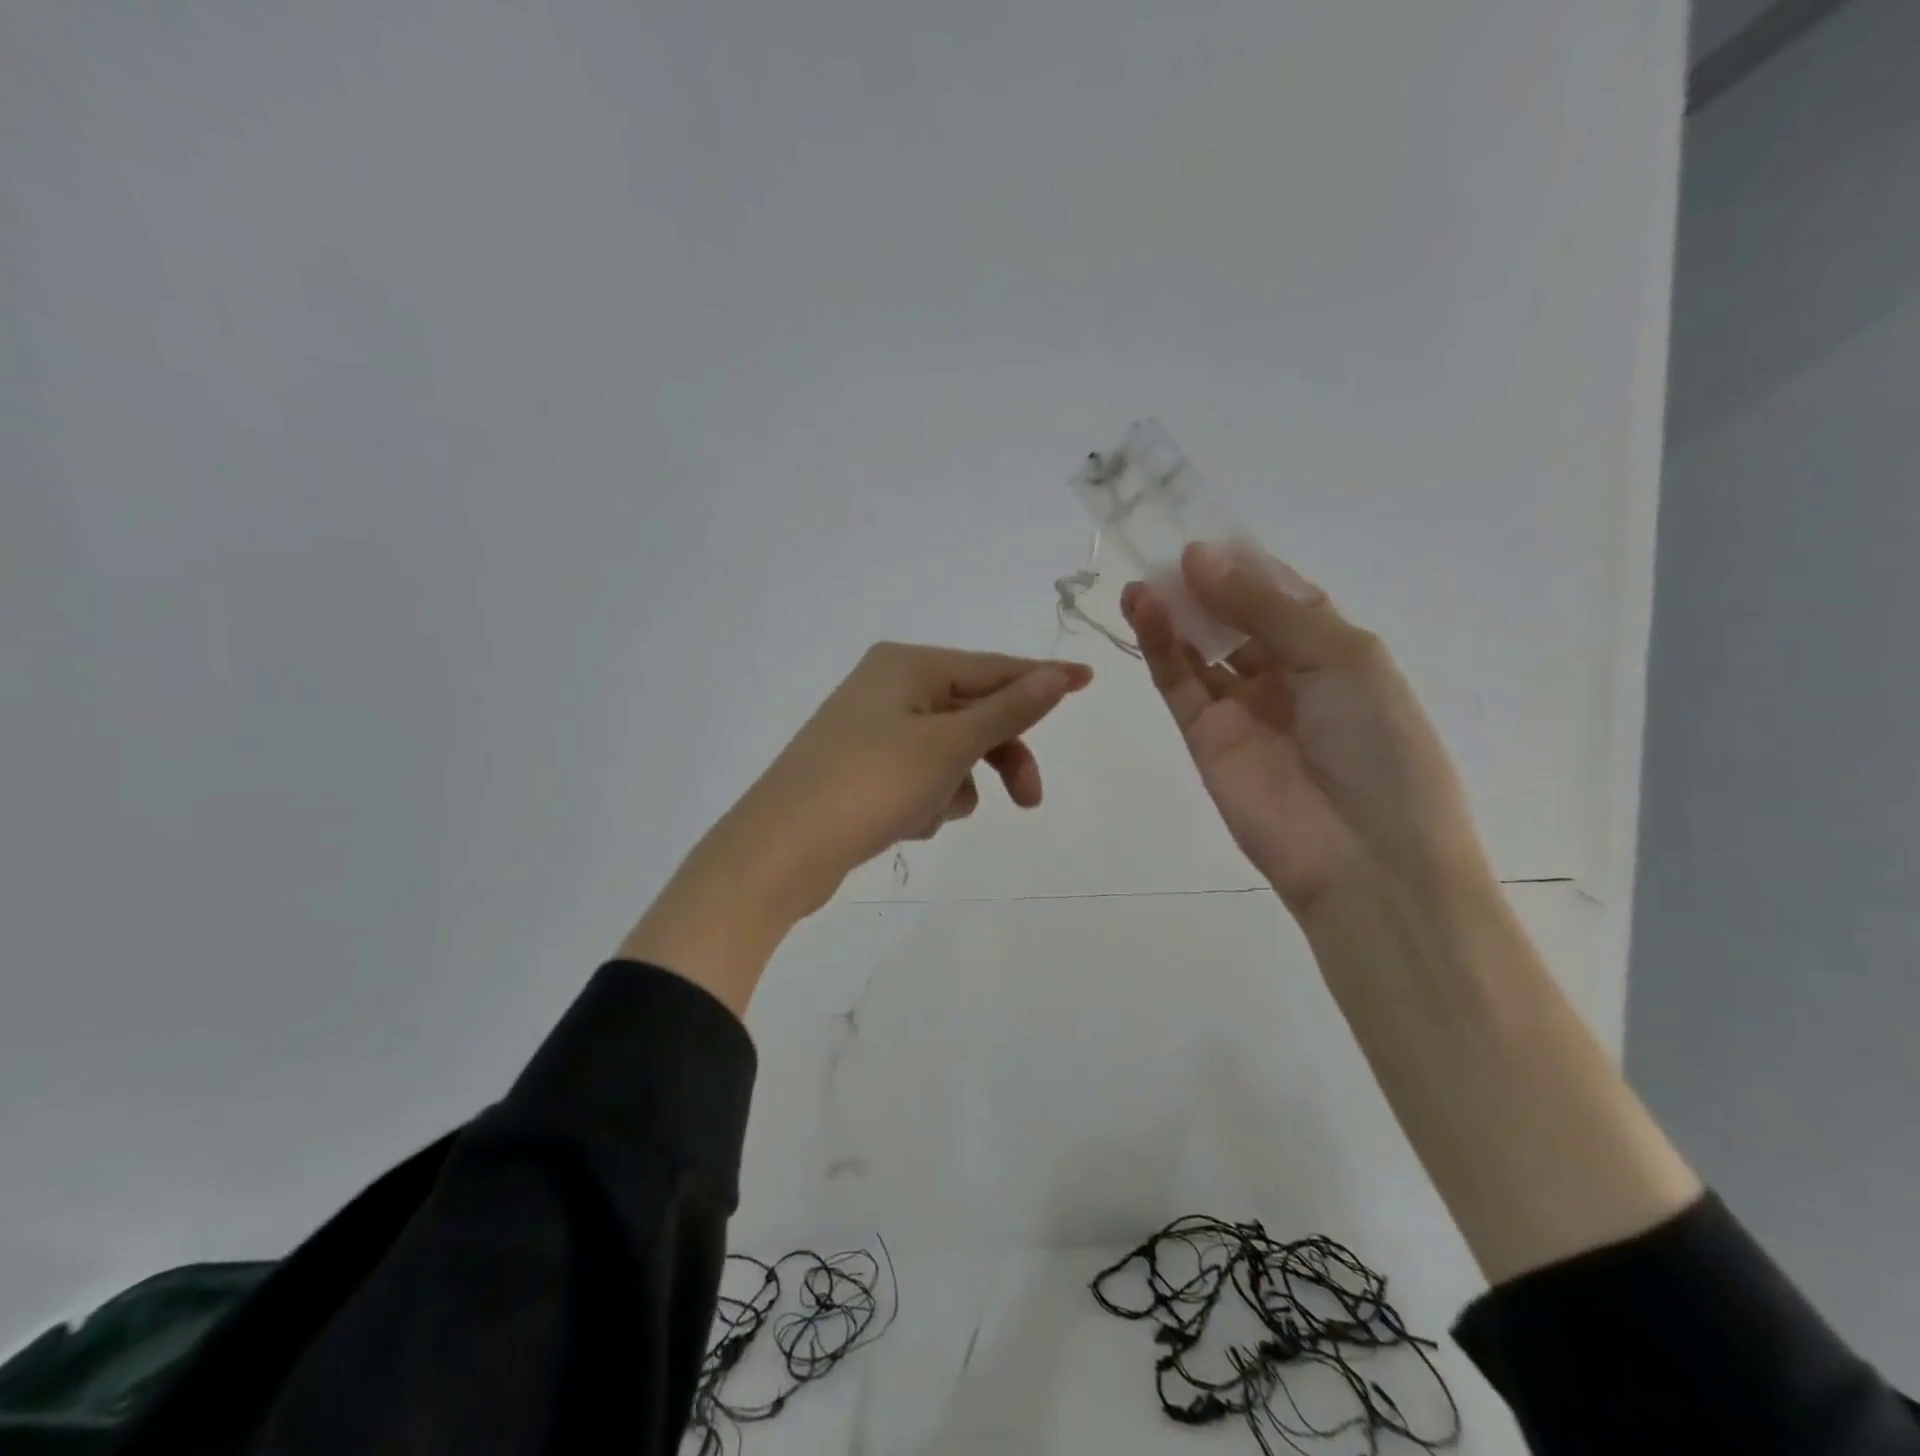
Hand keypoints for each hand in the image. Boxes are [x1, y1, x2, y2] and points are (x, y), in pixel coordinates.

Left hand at [719, 642, 1092, 918]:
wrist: (780, 852)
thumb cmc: (871, 785)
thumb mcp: (949, 745)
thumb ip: (1009, 709)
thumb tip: (1057, 673)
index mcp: (907, 666)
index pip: (993, 668)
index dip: (1042, 679)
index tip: (1088, 681)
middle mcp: (887, 687)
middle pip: (971, 714)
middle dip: (999, 757)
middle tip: (1029, 801)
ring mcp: (870, 729)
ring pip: (948, 752)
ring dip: (954, 785)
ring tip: (928, 812)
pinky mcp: (860, 769)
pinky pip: (918, 776)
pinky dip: (924, 799)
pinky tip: (903, 823)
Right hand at [1122, 541, 1490, 918]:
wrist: (1364, 856)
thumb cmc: (1379, 746)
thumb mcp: (1341, 658)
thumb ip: (1266, 607)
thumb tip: (1199, 557)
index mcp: (1333, 651)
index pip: (1281, 594)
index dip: (1246, 564)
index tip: (1207, 533)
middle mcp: (1285, 673)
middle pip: (1234, 616)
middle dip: (1204, 583)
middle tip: (1162, 548)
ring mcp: (1241, 706)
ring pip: (1199, 647)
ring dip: (1173, 610)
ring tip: (1144, 577)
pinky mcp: (1203, 736)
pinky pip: (1178, 681)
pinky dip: (1159, 644)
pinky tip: (1144, 608)